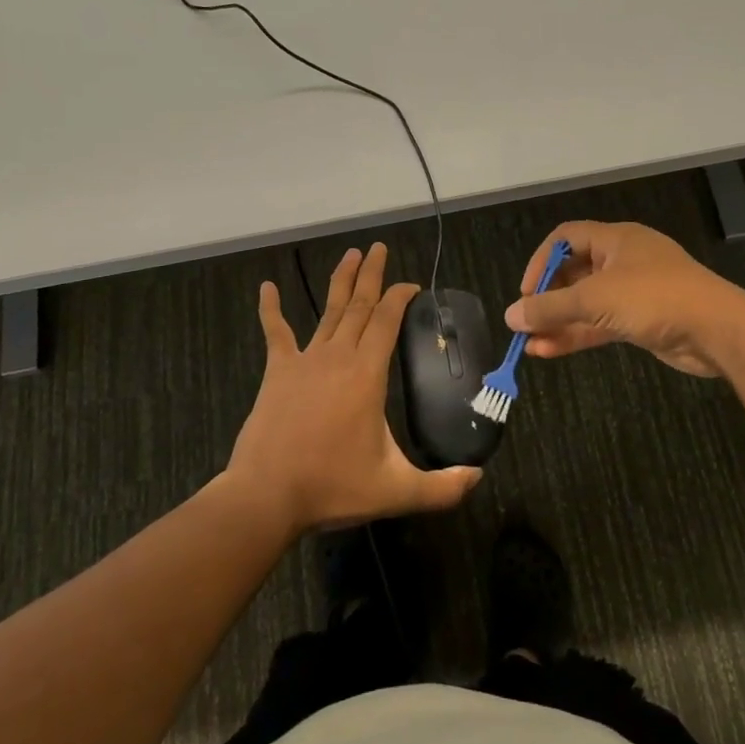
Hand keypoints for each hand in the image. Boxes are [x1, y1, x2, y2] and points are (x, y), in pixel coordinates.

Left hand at [226, 242, 480, 533]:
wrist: (267, 496)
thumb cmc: (332, 487)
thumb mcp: (396, 491)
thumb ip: (442, 487)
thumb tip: (478, 477)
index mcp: (367, 374)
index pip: (387, 320)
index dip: (400, 297)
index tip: (412, 285)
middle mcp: (337, 356)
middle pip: (359, 305)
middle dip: (372, 275)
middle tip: (378, 248)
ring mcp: (305, 361)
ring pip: (328, 312)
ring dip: (340, 282)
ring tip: (350, 254)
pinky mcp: (277, 372)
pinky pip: (275, 333)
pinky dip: (270, 309)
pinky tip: (266, 287)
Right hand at [504, 221, 744, 377]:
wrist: (718, 331)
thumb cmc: (655, 298)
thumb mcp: (596, 299)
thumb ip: (551, 307)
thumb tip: (510, 315)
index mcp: (615, 239)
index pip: (566, 238)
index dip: (541, 261)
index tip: (526, 292)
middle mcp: (623, 260)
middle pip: (574, 273)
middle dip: (548, 298)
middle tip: (527, 321)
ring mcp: (634, 292)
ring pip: (586, 303)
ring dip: (559, 322)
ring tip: (529, 343)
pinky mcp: (641, 321)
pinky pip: (601, 324)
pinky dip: (577, 335)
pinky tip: (550, 351)